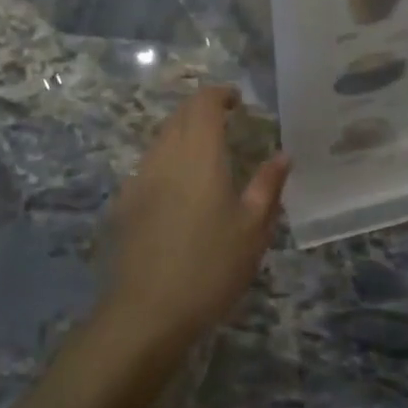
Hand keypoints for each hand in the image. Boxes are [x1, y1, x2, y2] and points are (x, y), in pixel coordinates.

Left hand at [100, 87, 290, 350]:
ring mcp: (139, 178)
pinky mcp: (124, 203)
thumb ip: (268, 185)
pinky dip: (167, 160)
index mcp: (199, 153)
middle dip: (202, 110)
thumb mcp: (253, 229)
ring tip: (207, 155)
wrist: (146, 312)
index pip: (204, 103)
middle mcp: (165, 155)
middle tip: (227, 123)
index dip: (220, 95)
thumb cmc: (210, 267)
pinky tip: (180, 189)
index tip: (238, 102)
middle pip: (180, 115)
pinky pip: (148, 165)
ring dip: (183, 134)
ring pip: (161, 139)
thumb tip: (282, 154)